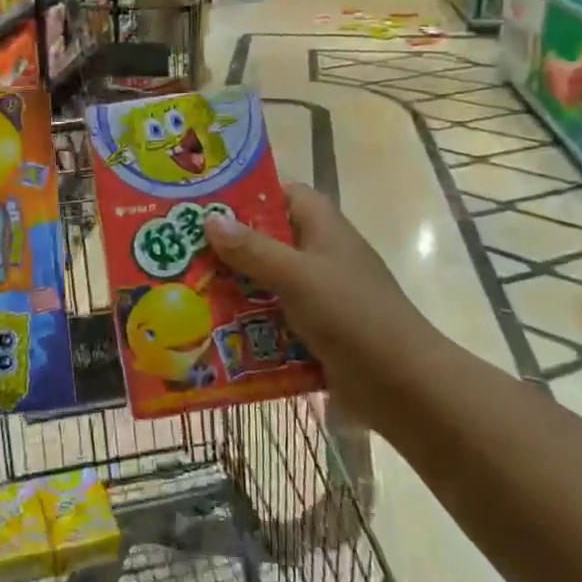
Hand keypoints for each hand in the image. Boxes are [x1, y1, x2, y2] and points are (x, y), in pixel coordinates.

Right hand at [203, 184, 431, 420]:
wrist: (404, 387)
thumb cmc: (352, 315)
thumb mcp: (297, 276)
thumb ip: (253, 249)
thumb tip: (210, 219)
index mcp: (322, 227)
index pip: (281, 193)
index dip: (245, 193)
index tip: (202, 202)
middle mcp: (319, 253)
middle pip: (266, 239)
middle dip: (226, 246)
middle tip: (177, 249)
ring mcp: (318, 294)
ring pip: (265, 280)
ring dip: (232, 287)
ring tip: (182, 289)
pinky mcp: (314, 330)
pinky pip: (272, 317)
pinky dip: (247, 322)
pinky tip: (211, 330)